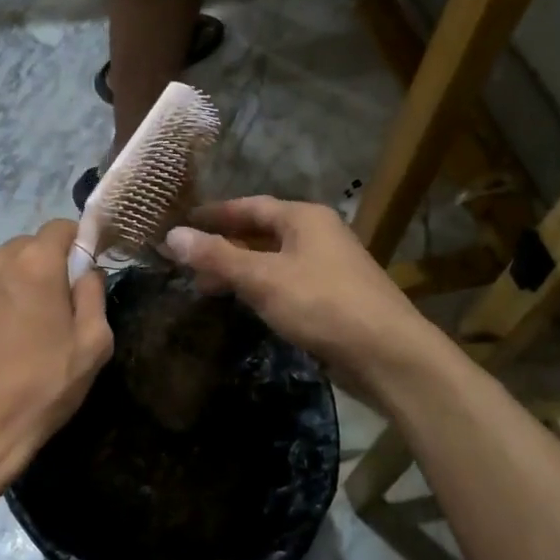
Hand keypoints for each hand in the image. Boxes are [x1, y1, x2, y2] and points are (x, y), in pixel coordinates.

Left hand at [0, 219, 112, 508]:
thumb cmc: (41, 387)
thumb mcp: (92, 345)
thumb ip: (94, 295)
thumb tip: (87, 272)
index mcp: (34, 263)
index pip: (61, 227)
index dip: (79, 245)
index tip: (85, 275)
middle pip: (29, 246)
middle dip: (47, 267)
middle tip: (56, 309)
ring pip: (1, 268)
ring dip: (17, 285)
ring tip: (23, 330)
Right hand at [162, 197, 441, 392]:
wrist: (387, 354)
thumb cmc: (322, 304)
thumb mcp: (263, 278)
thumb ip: (217, 257)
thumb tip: (172, 235)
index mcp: (304, 218)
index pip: (249, 206)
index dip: (214, 214)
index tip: (182, 222)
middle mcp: (319, 234)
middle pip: (262, 232)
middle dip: (224, 245)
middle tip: (187, 260)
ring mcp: (329, 266)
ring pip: (274, 260)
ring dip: (241, 269)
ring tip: (206, 286)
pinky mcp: (334, 297)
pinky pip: (287, 283)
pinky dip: (261, 288)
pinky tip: (245, 304)